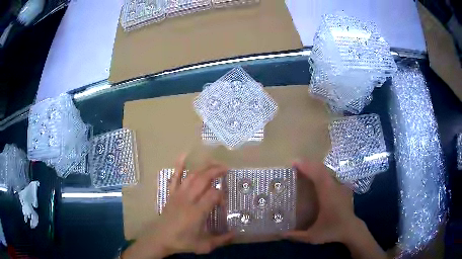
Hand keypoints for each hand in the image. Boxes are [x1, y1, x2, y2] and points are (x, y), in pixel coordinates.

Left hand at [123, 155, 233, 258]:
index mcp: (197, 212)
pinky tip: (183, 156)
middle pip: (203, 179)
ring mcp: (178, 194)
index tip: (224, 202)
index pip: (214, 194)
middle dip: (215, 171)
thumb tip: (236, 234)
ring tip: (213, 162)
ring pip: (192, 176)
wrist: (160, 238)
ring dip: (203, 167)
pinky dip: (179, 166)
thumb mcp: (205, 245)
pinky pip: (175, 177)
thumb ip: (221, 240)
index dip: (222, 195)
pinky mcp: (171, 194)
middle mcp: (188, 199)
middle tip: (226, 168)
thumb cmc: (182, 242)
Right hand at [283, 160, 357, 243]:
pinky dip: (321, 174)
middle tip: (295, 165)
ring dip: (315, 168)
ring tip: (303, 170)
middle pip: (321, 169)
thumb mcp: (313, 236)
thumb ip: (297, 235)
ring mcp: (340, 186)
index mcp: (327, 194)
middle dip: (308, 164)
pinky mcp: (342, 188)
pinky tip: (315, 179)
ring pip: (327, 171)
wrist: (351, 229)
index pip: (317, 174)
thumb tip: (281, 234)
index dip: (305, 167)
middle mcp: (334, 187)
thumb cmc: (333, 230)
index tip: (293, 163)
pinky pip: (330, 176)